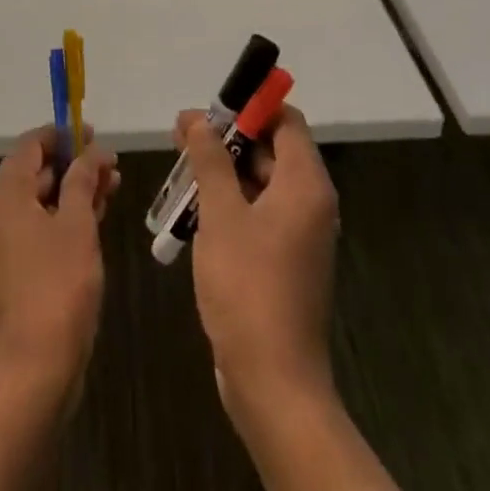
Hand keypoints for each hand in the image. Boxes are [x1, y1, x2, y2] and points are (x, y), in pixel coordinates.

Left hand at [0, 125, 120, 398]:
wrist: (31, 373)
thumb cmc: (56, 287)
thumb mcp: (77, 224)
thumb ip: (84, 179)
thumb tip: (93, 151)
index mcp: (4, 193)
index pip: (31, 144)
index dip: (64, 135)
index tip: (96, 135)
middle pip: (35, 170)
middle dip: (74, 164)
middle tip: (112, 165)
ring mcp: (1, 244)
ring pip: (40, 201)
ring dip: (74, 191)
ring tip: (112, 187)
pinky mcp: (12, 270)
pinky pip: (38, 227)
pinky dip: (64, 217)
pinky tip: (96, 218)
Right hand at [177, 104, 338, 422]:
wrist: (274, 384)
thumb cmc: (248, 286)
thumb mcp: (221, 214)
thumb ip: (210, 159)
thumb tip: (198, 119)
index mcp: (305, 184)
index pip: (286, 120)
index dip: (251, 106)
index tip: (211, 106)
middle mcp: (310, 202)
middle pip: (271, 149)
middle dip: (227, 138)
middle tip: (181, 134)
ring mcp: (298, 234)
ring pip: (261, 182)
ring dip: (223, 171)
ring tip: (179, 168)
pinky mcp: (285, 261)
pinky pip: (259, 214)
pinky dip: (230, 203)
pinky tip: (193, 209)